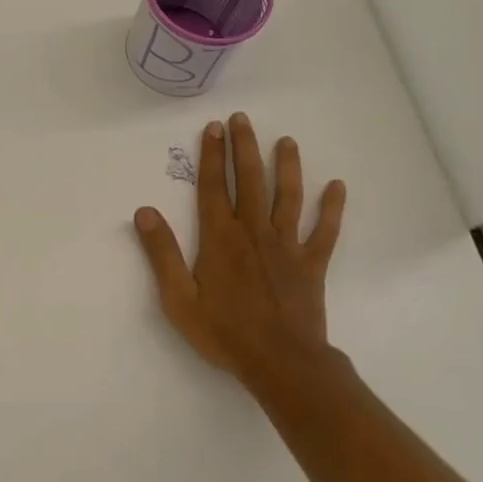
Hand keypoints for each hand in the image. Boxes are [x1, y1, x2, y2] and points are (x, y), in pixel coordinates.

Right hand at [132, 113, 344, 390]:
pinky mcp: (311, 263)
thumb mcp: (178, 299)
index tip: (213, 128)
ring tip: (286, 141)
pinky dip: (332, 208)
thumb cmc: (224, 333)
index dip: (211, 156)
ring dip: (287, 166)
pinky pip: (325, 230)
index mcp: (220, 238)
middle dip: (244, 147)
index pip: (212, 187)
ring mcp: (286, 246)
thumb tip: (144, 211)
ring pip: (287, 196)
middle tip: (242, 119)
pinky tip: (337, 186)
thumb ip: (162, 253)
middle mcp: (253, 232)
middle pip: (249, 180)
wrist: (280, 362)